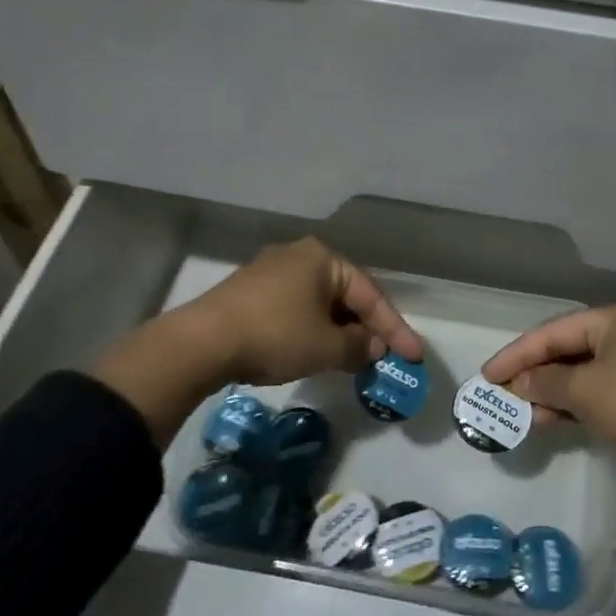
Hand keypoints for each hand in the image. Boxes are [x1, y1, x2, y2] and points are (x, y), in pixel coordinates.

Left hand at [93, 238, 424, 439]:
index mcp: (323, 258)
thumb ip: (357, 347)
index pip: (370, 294)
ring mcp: (271, 272)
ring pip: (320, 303)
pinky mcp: (251, 292)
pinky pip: (296, 309)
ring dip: (340, 331)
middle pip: (345, 295)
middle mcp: (299, 256)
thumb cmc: (275, 335)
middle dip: (367, 328)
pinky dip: (313, 330)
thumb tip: (373, 347)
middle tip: (385, 357)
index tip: (413, 356)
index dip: (395, 328)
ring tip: (355, 359)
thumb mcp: (325, 347)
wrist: (202, 342)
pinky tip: (317, 351)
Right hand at [482, 301, 615, 472]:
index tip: (488, 375)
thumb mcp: (585, 391)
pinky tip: (549, 421)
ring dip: (551, 393)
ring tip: (520, 413)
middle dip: (534, 373)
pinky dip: (573, 405)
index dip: (518, 353)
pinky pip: (598, 393)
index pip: (555, 330)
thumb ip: (545, 383)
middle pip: (568, 349)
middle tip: (501, 393)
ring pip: (582, 374)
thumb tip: (519, 384)